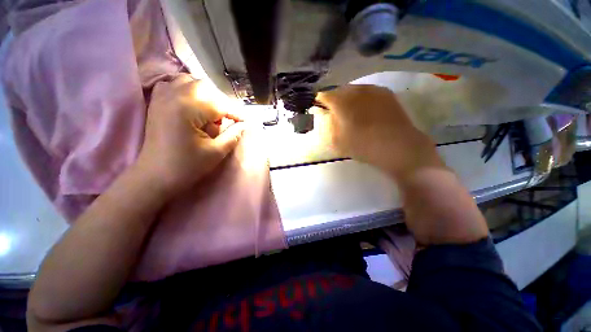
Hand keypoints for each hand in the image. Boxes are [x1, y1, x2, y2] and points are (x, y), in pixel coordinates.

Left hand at [136, 74, 245, 195]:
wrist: (155, 175)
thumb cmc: (187, 166)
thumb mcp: (216, 152)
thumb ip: (233, 135)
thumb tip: (245, 124)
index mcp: (188, 109)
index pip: (220, 104)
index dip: (236, 113)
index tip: (246, 121)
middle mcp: (173, 96)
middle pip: (205, 87)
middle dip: (222, 102)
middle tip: (229, 119)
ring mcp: (162, 97)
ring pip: (190, 81)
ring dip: (206, 94)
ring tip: (212, 111)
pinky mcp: (157, 102)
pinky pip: (174, 84)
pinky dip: (187, 90)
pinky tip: (193, 104)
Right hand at [317, 85, 443, 178]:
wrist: (397, 146)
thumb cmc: (362, 145)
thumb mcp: (337, 140)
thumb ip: (327, 125)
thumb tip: (324, 114)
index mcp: (341, 101)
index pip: (325, 96)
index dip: (320, 102)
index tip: (320, 109)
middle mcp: (356, 90)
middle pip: (339, 90)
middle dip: (334, 99)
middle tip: (334, 111)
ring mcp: (373, 89)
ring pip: (354, 89)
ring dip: (348, 98)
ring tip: (350, 110)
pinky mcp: (386, 92)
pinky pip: (368, 91)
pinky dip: (362, 98)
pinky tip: (365, 108)